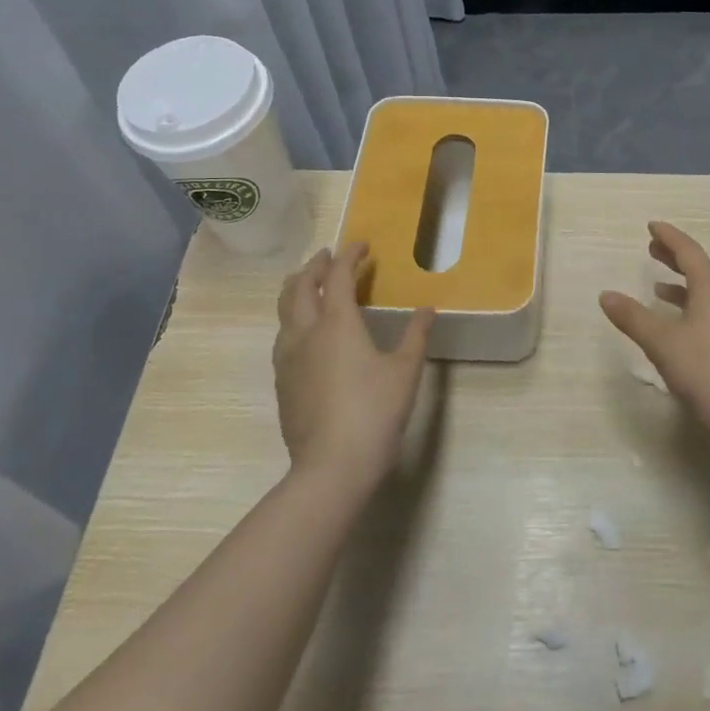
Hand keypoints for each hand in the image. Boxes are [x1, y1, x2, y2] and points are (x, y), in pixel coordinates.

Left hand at [272, 242, 434, 492]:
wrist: (331, 466)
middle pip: (300, 286)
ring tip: (310, 284)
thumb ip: (416, 335)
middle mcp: (306, 332)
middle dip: (315, 265)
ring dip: (297, 289)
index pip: (339, 276)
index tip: (361, 245)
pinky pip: (283, 336)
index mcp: (337, 323)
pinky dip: (293, 318)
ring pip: (284, 310)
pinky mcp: (282, 381)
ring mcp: (288, 358)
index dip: (350, 255)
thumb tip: (428, 309)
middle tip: (330, 257)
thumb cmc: (375, 412)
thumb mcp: (405, 371)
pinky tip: (305, 332)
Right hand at [599, 221, 709, 448]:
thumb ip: (633, 317)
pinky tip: (679, 327)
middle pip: (699, 269)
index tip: (652, 226)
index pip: (689, 252)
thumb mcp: (662, 343)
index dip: (669, 237)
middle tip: (651, 249)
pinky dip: (691, 308)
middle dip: (674, 258)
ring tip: (658, 288)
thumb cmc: (706, 371)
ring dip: (682, 286)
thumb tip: (606, 295)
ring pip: (706, 293)